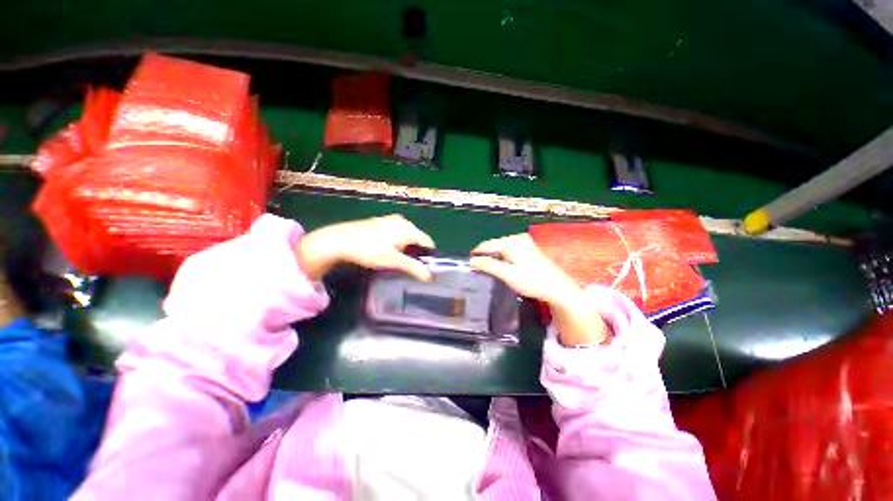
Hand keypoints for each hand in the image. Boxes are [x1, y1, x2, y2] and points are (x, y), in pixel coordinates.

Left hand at [296, 214, 435, 281]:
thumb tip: (430, 276)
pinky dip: (398, 244)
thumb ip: (414, 267)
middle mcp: (402, 221)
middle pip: (418, 239)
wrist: (339, 240)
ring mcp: (391, 220)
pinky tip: (389, 252)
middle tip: (411, 267)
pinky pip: (398, 234)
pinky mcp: (382, 223)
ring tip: (399, 261)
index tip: (425, 269)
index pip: (427, 241)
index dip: (429, 256)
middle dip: (417, 253)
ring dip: (407, 249)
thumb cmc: (369, 250)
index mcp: (408, 227)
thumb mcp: (393, 261)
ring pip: (407, 237)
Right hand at [470, 234, 608, 345]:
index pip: (488, 244)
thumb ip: (488, 265)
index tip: (468, 263)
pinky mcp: (530, 250)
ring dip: (494, 258)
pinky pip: (510, 251)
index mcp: (513, 242)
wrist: (558, 288)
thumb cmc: (532, 281)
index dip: (477, 253)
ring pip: (502, 249)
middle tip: (478, 269)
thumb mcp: (507, 274)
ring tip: (488, 270)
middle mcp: (519, 238)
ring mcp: (525, 243)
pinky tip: (502, 268)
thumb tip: (472, 260)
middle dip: (486, 256)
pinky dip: (503, 259)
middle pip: (495, 245)